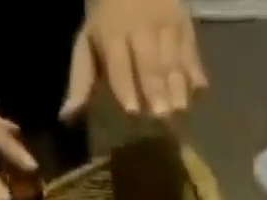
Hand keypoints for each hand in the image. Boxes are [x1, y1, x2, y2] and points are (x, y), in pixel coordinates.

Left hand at [62, 0, 208, 119]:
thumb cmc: (107, 17)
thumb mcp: (88, 42)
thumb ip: (82, 80)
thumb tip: (67, 116)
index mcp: (113, 32)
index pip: (119, 62)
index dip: (125, 84)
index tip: (131, 109)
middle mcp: (141, 27)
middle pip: (150, 61)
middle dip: (156, 87)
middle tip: (161, 115)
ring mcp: (166, 22)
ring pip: (173, 56)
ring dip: (178, 84)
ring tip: (180, 109)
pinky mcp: (186, 22)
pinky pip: (192, 49)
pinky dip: (196, 70)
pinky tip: (199, 90)